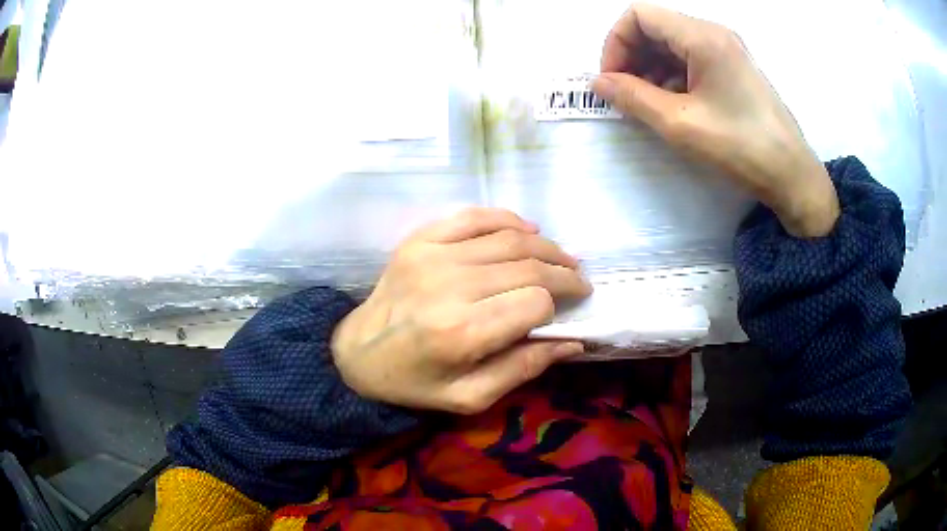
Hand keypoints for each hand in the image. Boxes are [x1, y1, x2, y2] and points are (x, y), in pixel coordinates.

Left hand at [331, 208, 591, 413]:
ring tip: (563, 258)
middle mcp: (450, 286)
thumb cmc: (414, 383)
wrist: (356, 354)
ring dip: (545, 246)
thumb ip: (522, 370)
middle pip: (527, 266)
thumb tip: (572, 343)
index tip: (570, 310)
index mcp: (462, 333)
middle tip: (580, 281)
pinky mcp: (420, 240)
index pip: (534, 303)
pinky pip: (473, 217)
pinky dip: (507, 219)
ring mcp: (432, 256)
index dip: (557, 306)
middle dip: (563, 272)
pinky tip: (527, 230)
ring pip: (508, 238)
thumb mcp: (468, 397)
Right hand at [591, 3, 838, 237]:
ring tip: (647, 104)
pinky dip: (672, 76)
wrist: (792, 175)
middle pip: (655, 27)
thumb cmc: (740, 147)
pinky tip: (671, 105)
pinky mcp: (733, 68)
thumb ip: (632, 97)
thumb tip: (598, 82)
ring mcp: (726, 50)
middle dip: (631, 57)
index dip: (616, 43)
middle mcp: (713, 33)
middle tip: (625, 95)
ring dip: (650, 68)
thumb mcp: (680, 124)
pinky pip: (691, 59)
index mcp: (702, 36)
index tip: (612, 80)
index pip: (638, 16)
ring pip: (671, 43)